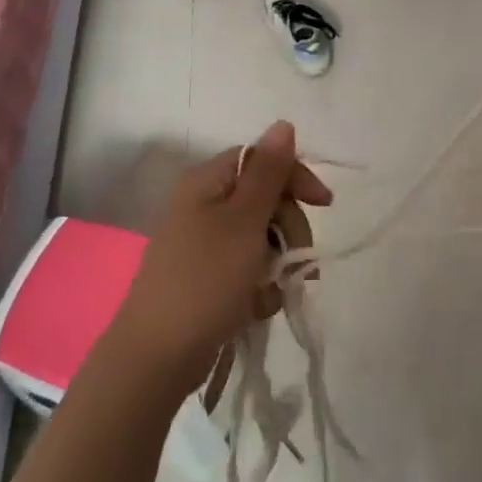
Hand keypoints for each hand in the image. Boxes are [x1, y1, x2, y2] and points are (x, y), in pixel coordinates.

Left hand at [111, 121, 332, 398]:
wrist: (156, 358)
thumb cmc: (204, 281)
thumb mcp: (244, 222)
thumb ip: (268, 172)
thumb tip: (283, 123)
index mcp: (207, 183)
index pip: (261, 160)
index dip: (295, 178)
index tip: (325, 205)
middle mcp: (203, 207)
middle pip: (264, 200)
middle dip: (288, 230)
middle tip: (298, 261)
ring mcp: (202, 245)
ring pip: (260, 239)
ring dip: (277, 263)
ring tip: (273, 292)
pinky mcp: (205, 280)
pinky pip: (246, 270)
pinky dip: (258, 287)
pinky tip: (256, 308)